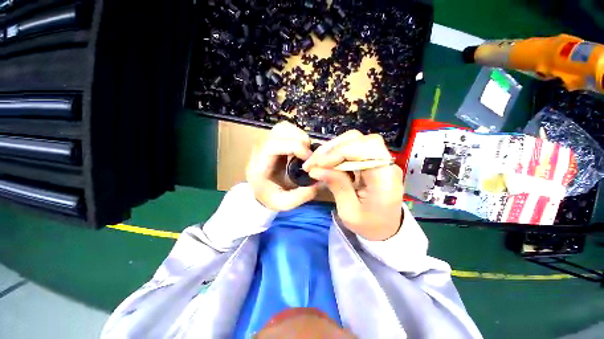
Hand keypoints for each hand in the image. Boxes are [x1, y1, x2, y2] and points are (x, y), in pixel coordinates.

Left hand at [246, 122, 318, 210]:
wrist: (260, 192)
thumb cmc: (270, 197)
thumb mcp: (285, 203)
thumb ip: (303, 195)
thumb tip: (320, 181)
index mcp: (259, 165)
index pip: (273, 145)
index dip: (295, 147)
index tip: (309, 158)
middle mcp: (260, 149)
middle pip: (280, 131)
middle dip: (300, 140)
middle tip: (309, 155)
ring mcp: (266, 142)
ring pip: (284, 127)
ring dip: (299, 137)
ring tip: (305, 152)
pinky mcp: (273, 140)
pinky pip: (287, 130)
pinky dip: (298, 137)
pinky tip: (301, 150)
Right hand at [303, 130, 403, 240]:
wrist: (386, 229)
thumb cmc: (369, 225)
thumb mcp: (349, 212)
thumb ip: (336, 186)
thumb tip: (316, 169)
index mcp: (385, 178)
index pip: (366, 148)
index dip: (340, 151)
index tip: (319, 164)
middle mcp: (386, 163)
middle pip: (359, 139)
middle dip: (332, 148)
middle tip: (313, 162)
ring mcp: (379, 159)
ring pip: (354, 140)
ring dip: (332, 149)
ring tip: (316, 162)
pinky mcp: (371, 160)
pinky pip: (352, 148)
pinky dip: (335, 153)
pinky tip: (325, 162)